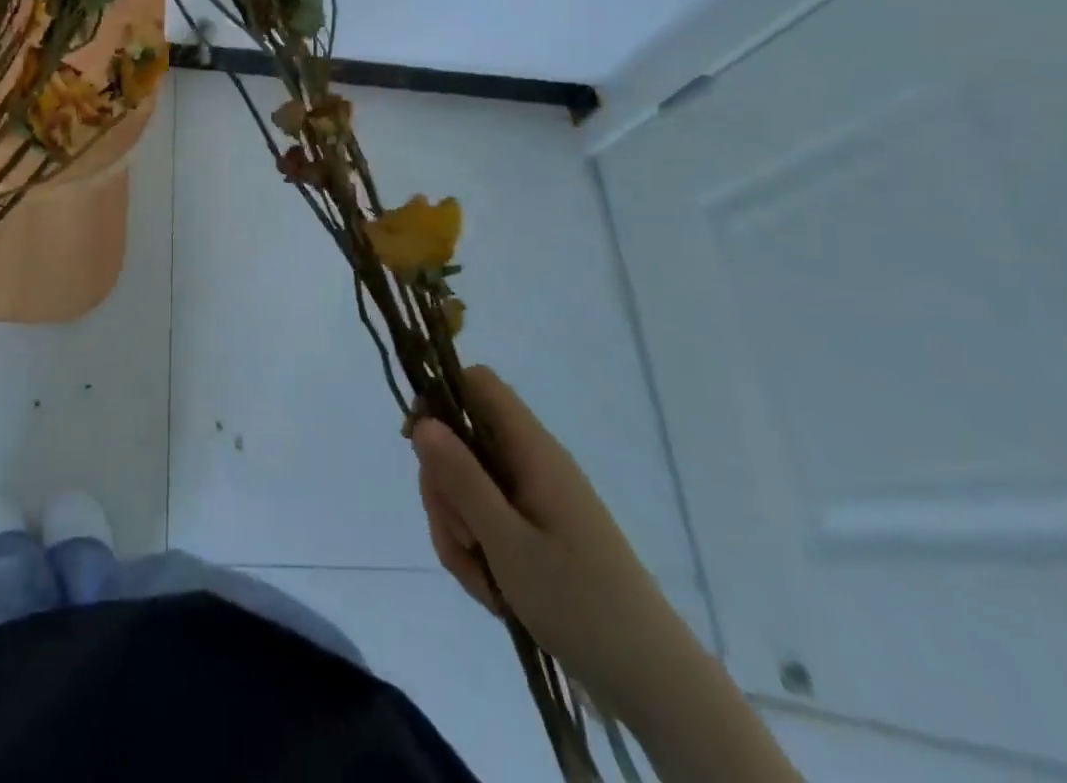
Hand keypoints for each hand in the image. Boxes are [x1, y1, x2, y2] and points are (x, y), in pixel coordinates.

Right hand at [410, 365, 696, 721]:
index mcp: (531, 449)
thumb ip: (461, 478)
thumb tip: (421, 421)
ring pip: (465, 485)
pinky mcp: (532, 528)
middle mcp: (530, 462)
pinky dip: (475, 549)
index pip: (477, 384)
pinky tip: (492, 589)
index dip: (440, 398)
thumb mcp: (507, 542)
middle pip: (460, 441)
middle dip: (444, 488)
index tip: (416, 443)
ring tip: (481, 578)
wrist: (650, 681)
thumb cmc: (579, 602)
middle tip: (462, 539)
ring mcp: (531, 496)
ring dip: (456, 528)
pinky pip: (482, 519)